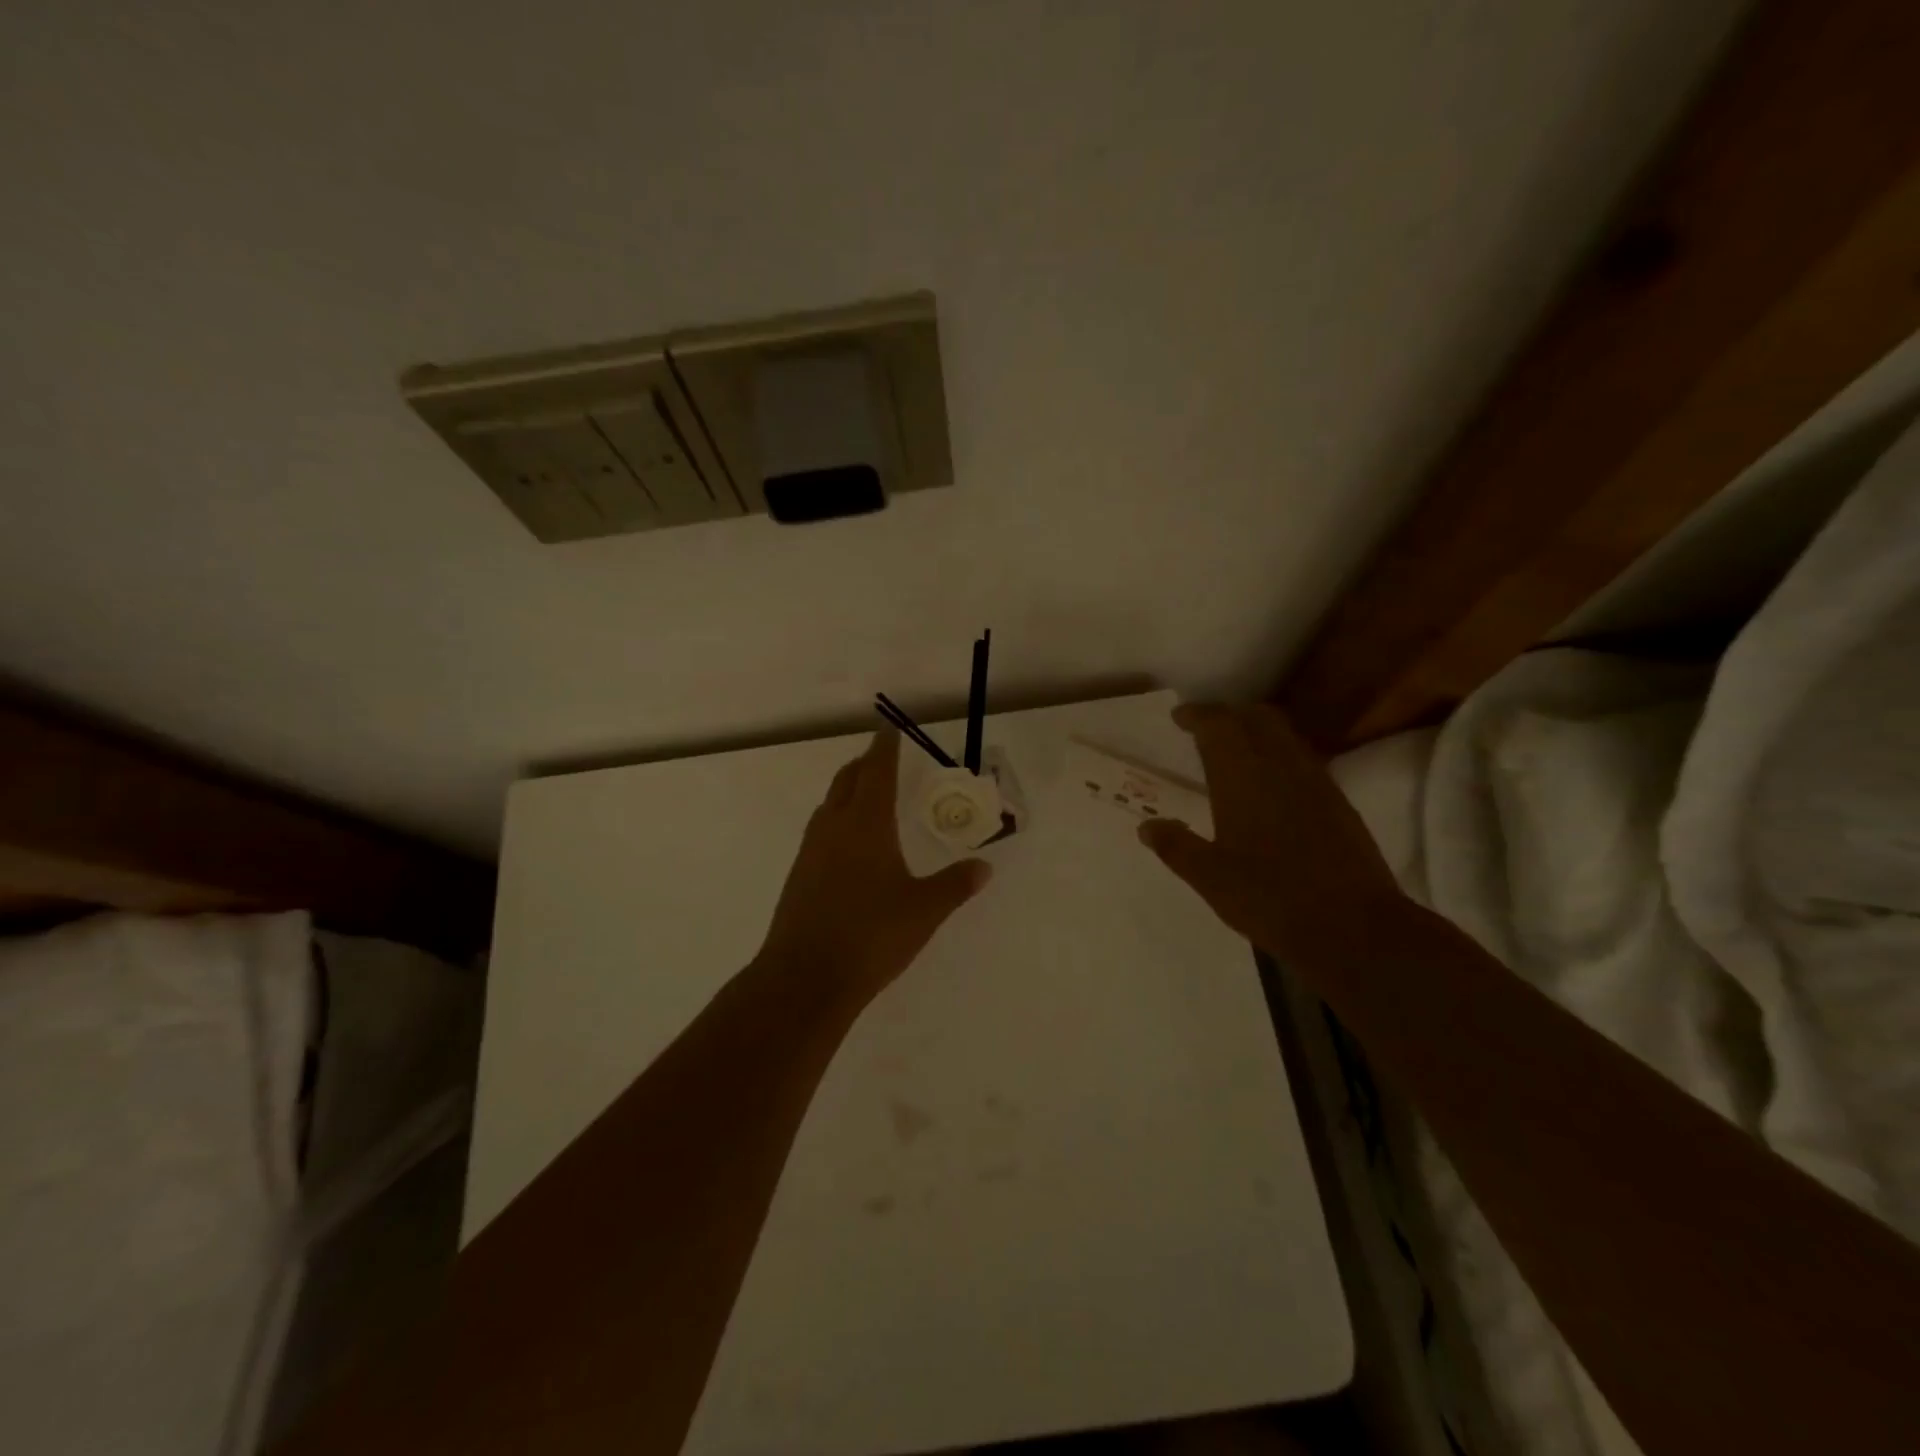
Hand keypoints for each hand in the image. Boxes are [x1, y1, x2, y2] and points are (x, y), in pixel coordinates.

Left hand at [756, 728, 992, 1009]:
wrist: (804, 978)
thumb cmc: (870, 936)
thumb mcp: (923, 911)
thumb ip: (955, 885)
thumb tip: (984, 866)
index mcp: (865, 824)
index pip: (876, 771)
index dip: (884, 747)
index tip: (889, 728)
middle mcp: (834, 827)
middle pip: (847, 781)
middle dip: (865, 764)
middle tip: (884, 759)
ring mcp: (810, 851)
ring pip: (830, 805)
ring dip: (848, 791)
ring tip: (869, 796)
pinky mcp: (799, 876)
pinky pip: (821, 831)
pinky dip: (838, 820)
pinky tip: (851, 846)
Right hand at [1138, 703, 1406, 970]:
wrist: (1353, 926)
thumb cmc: (1270, 897)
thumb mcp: (1210, 878)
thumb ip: (1176, 847)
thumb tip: (1147, 826)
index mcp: (1243, 777)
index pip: (1219, 725)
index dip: (1197, 715)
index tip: (1179, 717)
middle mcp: (1281, 767)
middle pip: (1258, 717)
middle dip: (1230, 715)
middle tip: (1206, 729)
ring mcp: (1316, 782)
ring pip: (1285, 736)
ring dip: (1258, 732)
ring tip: (1236, 754)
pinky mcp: (1339, 803)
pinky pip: (1303, 760)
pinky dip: (1280, 756)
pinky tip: (1271, 786)